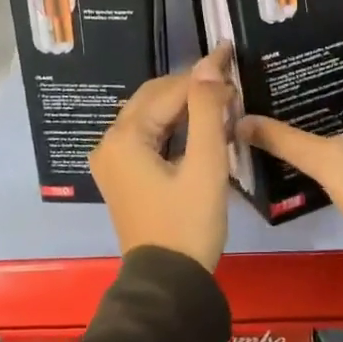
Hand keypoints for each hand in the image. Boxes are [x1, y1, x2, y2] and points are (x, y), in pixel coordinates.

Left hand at [91, 46, 234, 270]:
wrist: (169, 284)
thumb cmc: (189, 224)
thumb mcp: (205, 165)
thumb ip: (207, 111)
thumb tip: (211, 64)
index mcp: (124, 138)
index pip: (168, 91)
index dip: (203, 74)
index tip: (231, 56)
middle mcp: (110, 143)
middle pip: (154, 98)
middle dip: (191, 86)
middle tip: (230, 80)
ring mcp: (114, 160)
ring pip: (152, 116)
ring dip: (185, 105)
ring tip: (223, 100)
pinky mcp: (124, 175)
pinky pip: (150, 136)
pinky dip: (176, 127)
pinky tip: (203, 125)